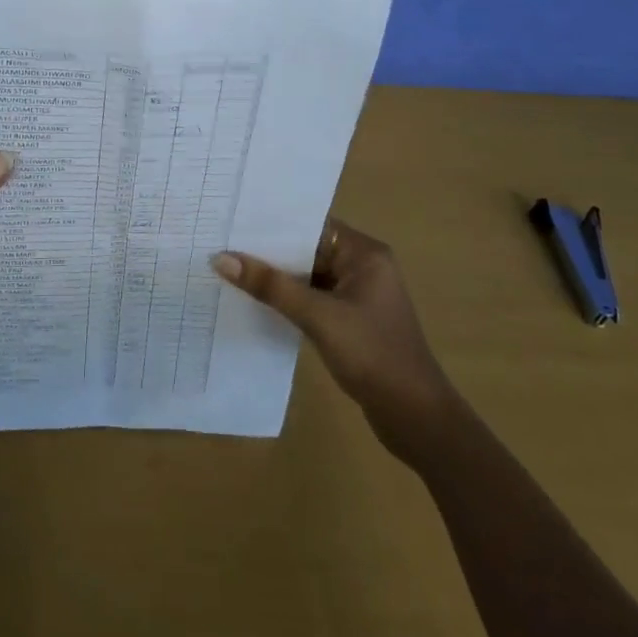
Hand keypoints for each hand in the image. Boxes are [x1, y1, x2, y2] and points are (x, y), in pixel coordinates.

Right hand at [213, 219, 451, 440]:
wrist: (416, 417)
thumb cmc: (373, 354)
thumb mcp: (318, 317)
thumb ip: (271, 286)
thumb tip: (221, 258)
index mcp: (364, 253)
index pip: (312, 225)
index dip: (274, 223)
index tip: (233, 218)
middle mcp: (363, 266)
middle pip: (307, 249)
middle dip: (269, 251)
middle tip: (222, 241)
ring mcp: (357, 295)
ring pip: (308, 275)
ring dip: (277, 277)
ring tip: (229, 267)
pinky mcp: (350, 320)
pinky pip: (312, 298)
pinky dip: (288, 299)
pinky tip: (255, 300)